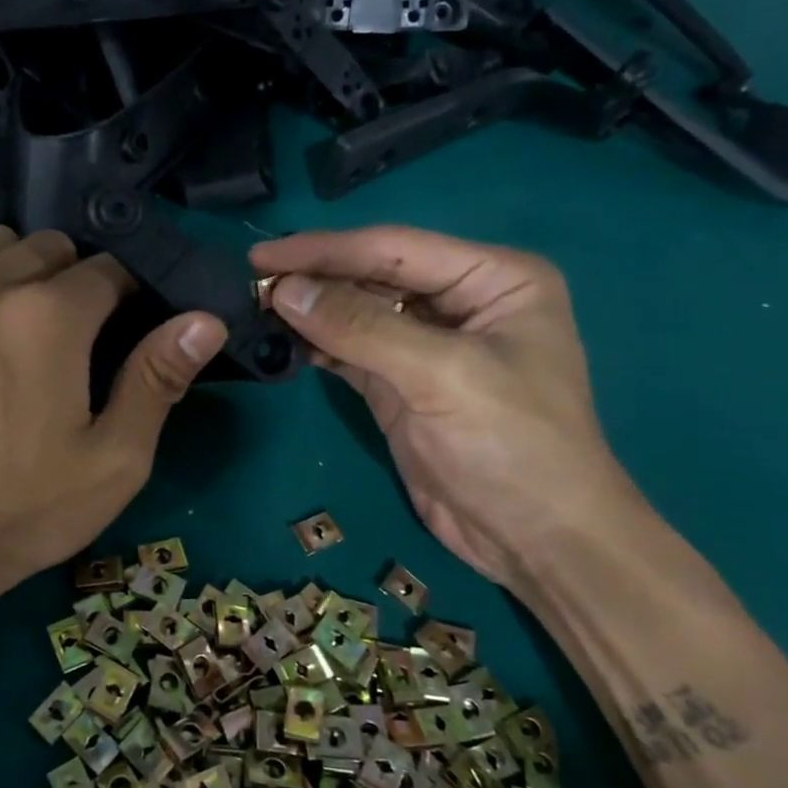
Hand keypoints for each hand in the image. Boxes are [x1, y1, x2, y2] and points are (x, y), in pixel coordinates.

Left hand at [0, 226, 226, 624]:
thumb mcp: (113, 460)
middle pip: (47, 248)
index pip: (108, 268)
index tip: (122, 326)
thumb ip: (158, 379)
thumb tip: (206, 320)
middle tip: (68, 337)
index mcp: (50, 316)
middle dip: (70, 279)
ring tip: (12, 329)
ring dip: (13, 274)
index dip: (125, 294)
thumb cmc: (23, 511)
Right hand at [250, 226, 640, 591]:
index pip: (394, 249)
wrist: (535, 538)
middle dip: (314, 279)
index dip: (325, 249)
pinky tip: (282, 341)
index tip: (262, 255)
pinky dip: (317, 346)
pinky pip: (350, 351)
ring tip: (255, 308)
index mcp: (492, 278)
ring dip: (310, 312)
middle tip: (251, 283)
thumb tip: (284, 290)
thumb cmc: (512, 444)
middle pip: (372, 276)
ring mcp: (427, 344)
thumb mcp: (441, 376)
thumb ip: (361, 328)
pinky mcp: (401, 383)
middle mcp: (459, 301)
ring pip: (356, 313)